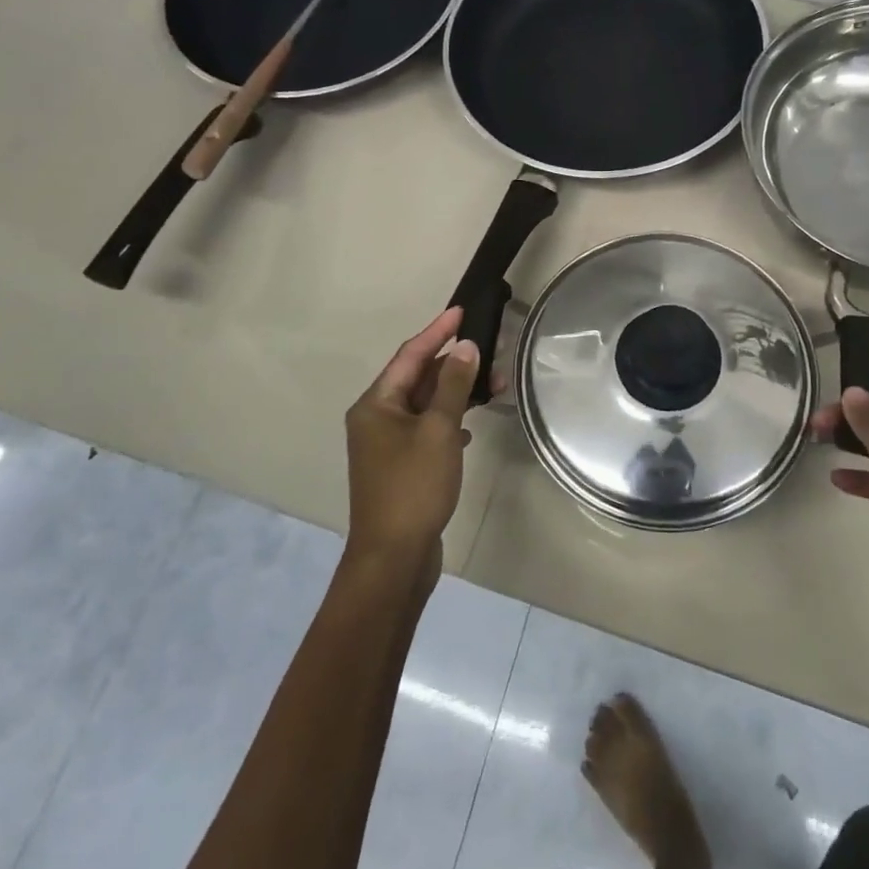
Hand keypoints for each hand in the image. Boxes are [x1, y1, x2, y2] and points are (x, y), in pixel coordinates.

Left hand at [343, 306, 478, 584]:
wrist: (393, 557)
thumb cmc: (413, 487)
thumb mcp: (438, 431)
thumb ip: (453, 386)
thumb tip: (466, 348)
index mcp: (376, 404)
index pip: (410, 355)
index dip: (437, 331)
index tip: (462, 311)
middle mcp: (376, 419)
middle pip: (417, 378)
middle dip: (454, 365)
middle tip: (490, 353)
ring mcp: (386, 445)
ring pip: (424, 405)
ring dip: (456, 394)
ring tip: (493, 388)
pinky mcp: (400, 466)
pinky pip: (426, 429)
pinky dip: (448, 422)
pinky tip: (469, 429)